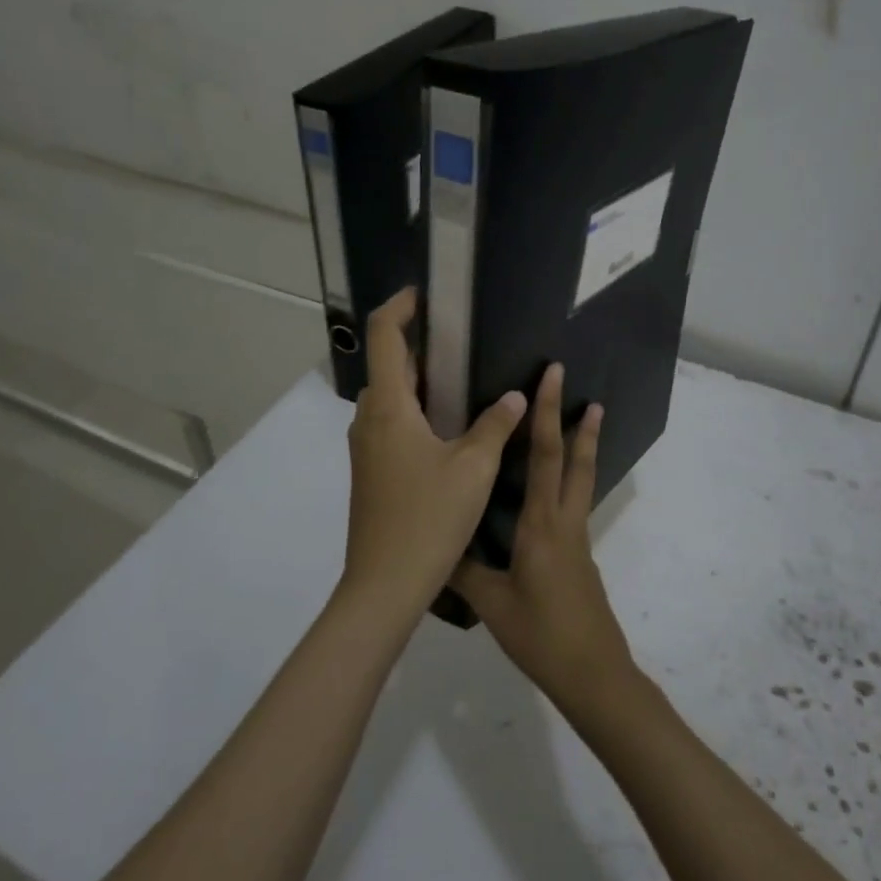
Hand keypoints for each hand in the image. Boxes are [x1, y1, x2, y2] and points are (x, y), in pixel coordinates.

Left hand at [342, 288, 526, 614]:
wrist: (384, 585)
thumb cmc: (428, 518)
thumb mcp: (473, 468)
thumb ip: (495, 425)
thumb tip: (515, 395)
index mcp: (389, 408)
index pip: (384, 336)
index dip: (400, 306)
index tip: (425, 294)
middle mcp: (370, 420)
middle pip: (388, 365)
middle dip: (419, 344)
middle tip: (461, 339)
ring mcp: (366, 448)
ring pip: (390, 397)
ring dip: (420, 380)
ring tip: (463, 378)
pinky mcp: (372, 471)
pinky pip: (392, 423)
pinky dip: (416, 409)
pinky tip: (449, 426)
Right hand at [452, 363, 634, 712]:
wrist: (593, 673)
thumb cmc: (541, 634)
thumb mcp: (492, 604)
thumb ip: (463, 570)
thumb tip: (434, 543)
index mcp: (542, 523)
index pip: (544, 455)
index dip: (548, 412)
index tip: (554, 378)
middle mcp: (565, 521)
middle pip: (575, 461)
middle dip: (579, 422)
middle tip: (587, 391)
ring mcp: (577, 538)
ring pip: (582, 480)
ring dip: (584, 447)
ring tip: (587, 421)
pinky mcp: (580, 555)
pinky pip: (574, 503)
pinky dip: (570, 479)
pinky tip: (552, 489)